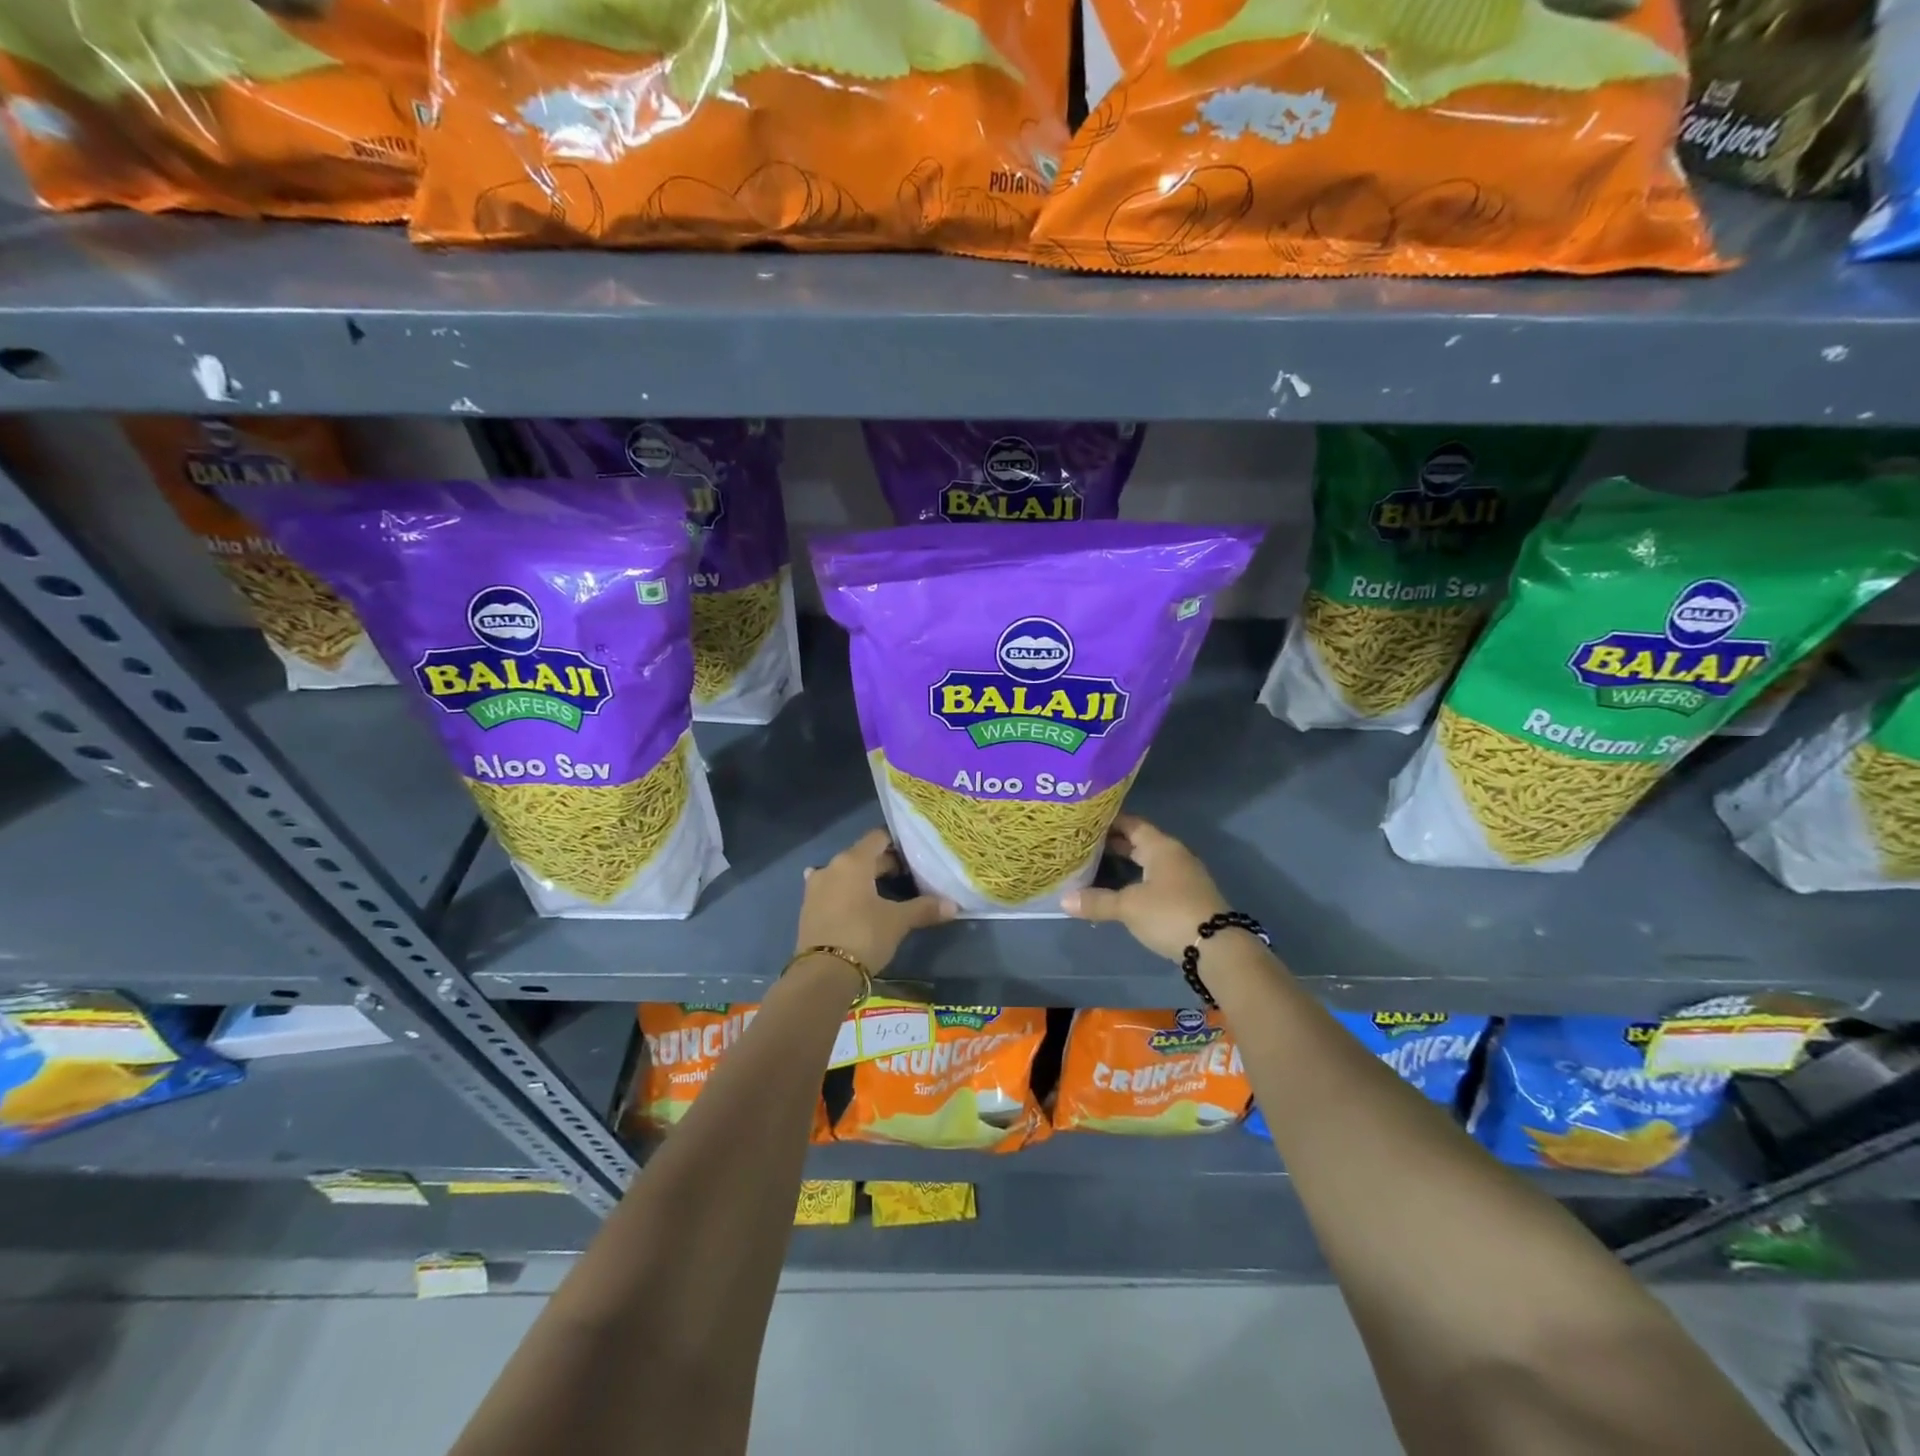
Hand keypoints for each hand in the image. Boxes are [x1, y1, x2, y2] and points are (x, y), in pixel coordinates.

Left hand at [796, 828, 955, 973]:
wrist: (822, 973)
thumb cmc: (864, 935)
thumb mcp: (898, 921)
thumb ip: (924, 908)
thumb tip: (953, 905)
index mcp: (853, 861)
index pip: (878, 838)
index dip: (897, 843)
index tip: (913, 855)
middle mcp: (831, 867)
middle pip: (862, 856)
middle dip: (883, 864)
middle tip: (907, 877)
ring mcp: (815, 887)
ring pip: (845, 873)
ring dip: (862, 879)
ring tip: (882, 892)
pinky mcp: (808, 908)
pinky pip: (831, 891)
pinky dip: (844, 893)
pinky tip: (853, 903)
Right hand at [1061, 815, 1230, 961]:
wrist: (1218, 947)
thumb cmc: (1169, 913)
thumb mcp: (1128, 907)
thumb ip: (1097, 901)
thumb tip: (1064, 899)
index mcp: (1161, 847)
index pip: (1131, 824)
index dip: (1109, 822)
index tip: (1085, 822)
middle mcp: (1174, 855)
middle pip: (1140, 842)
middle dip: (1113, 844)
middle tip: (1083, 845)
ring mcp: (1183, 877)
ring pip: (1148, 862)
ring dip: (1125, 864)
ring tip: (1096, 866)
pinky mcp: (1187, 897)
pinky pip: (1155, 880)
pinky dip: (1136, 880)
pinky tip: (1120, 891)